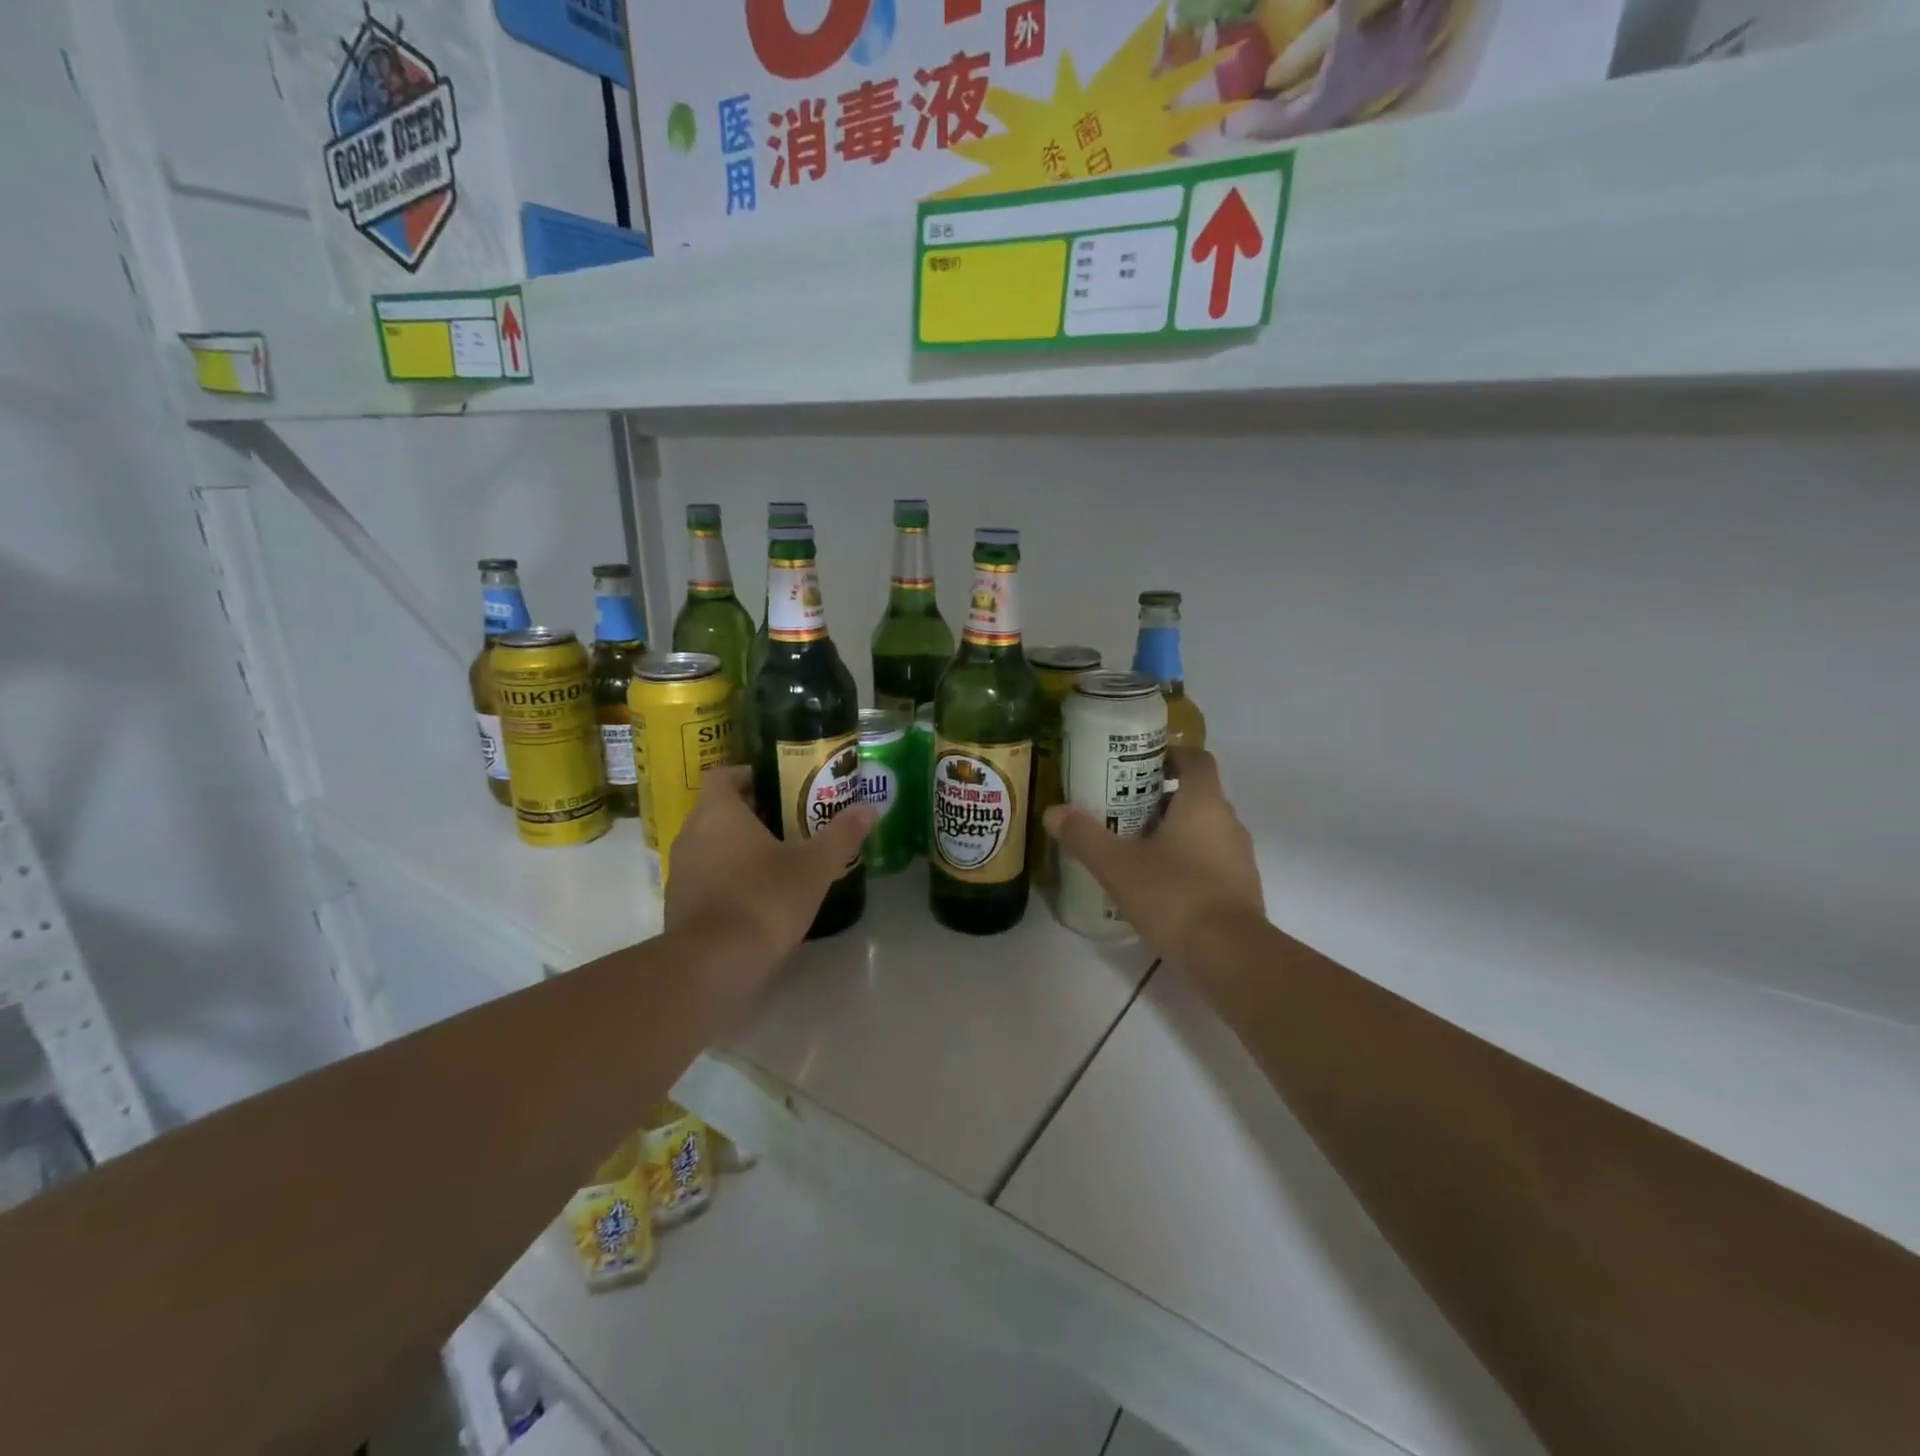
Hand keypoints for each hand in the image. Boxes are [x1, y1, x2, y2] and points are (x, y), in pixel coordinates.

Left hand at [665, 766, 876, 961]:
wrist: (713, 964)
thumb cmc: (764, 898)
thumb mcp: (814, 866)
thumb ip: (841, 835)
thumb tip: (869, 809)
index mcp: (718, 812)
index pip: (724, 775)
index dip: (749, 775)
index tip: (779, 786)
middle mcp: (691, 834)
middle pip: (719, 811)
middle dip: (752, 814)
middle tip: (791, 822)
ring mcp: (680, 872)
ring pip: (711, 845)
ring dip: (739, 848)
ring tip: (779, 860)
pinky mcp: (679, 906)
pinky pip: (706, 878)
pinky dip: (728, 879)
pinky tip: (759, 897)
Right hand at [1044, 748, 1264, 968]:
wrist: (1230, 957)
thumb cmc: (1175, 895)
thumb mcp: (1118, 866)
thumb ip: (1084, 836)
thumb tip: (1052, 812)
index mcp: (1203, 803)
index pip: (1195, 758)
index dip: (1169, 754)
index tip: (1137, 765)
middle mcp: (1228, 822)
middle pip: (1196, 795)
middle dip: (1159, 797)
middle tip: (1120, 808)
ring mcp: (1239, 858)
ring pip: (1203, 830)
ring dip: (1172, 832)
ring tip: (1133, 847)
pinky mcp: (1240, 890)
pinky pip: (1210, 861)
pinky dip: (1185, 862)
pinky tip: (1156, 884)